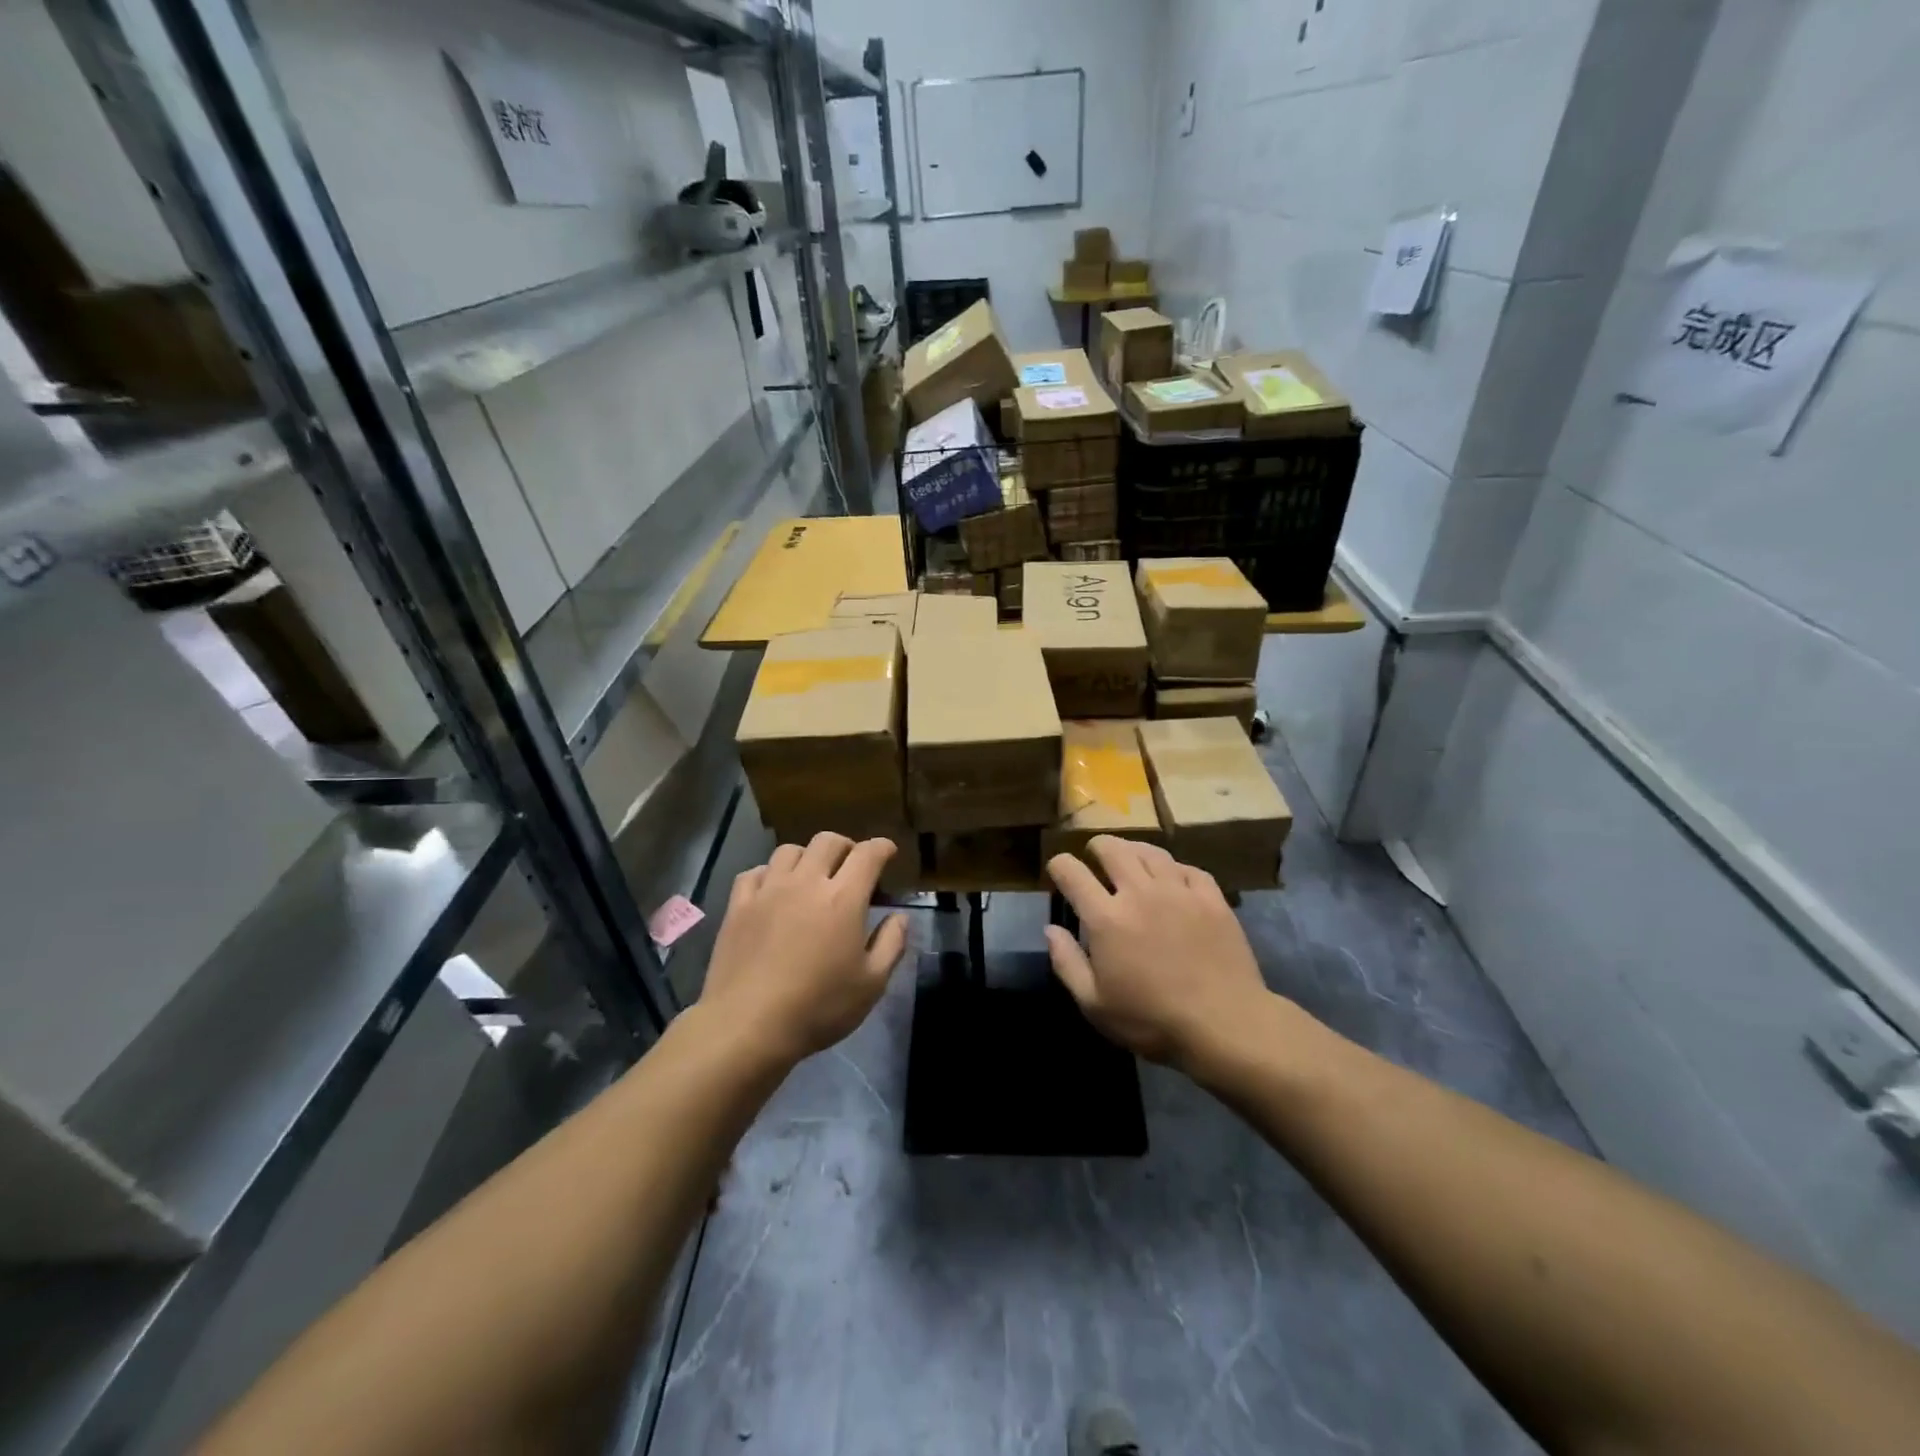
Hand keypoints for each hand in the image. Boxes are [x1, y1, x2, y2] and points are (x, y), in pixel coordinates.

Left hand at [699, 834, 910, 1066]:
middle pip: (827, 841)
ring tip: (811, 875)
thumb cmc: (818, 1007)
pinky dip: (770, 873)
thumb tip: (899, 916)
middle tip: (852, 864)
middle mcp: (806, 882)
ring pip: (789, 850)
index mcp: (843, 898)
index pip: (868, 854)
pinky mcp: (738, 906)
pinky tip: (773, 890)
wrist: (747, 1025)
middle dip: (846, 846)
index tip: (889, 852)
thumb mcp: (872, 984)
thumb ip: (891, 944)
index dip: (882, 847)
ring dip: (807, 856)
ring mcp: (768, 891)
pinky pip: (755, 872)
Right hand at [1045, 837, 1269, 1068]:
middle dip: (1096, 847)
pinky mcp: (1212, 899)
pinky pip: (1188, 868)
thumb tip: (1051, 930)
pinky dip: (1174, 868)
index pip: (1072, 872)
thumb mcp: (1094, 1004)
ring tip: (1130, 858)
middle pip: (1112, 849)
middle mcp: (1140, 893)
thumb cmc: (1152, 1020)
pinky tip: (1173, 878)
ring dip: (1133, 850)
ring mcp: (1179, 891)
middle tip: (1094, 856)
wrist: (1225, 1025)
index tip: (1058, 871)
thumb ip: (1067, 963)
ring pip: (1150, 852)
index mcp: (1106, 918)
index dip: (1059, 865)